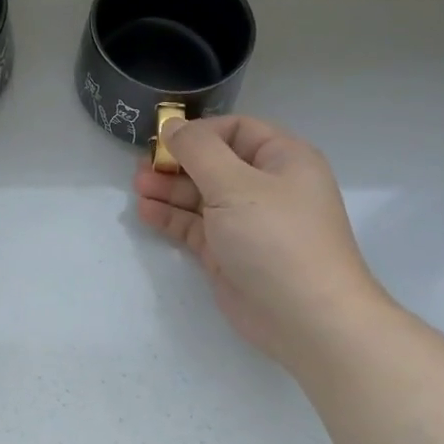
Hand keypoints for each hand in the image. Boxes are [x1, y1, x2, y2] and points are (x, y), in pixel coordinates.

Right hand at [133, 115, 384, 361]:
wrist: (306, 318)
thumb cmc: (275, 238)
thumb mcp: (235, 184)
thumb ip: (198, 151)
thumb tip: (172, 125)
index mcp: (283, 159)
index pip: (236, 130)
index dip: (199, 131)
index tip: (163, 140)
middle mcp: (266, 186)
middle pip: (214, 162)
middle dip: (178, 162)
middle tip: (142, 167)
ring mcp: (247, 222)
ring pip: (202, 196)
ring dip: (169, 189)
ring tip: (138, 187)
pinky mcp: (229, 253)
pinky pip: (196, 226)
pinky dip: (172, 218)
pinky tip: (146, 212)